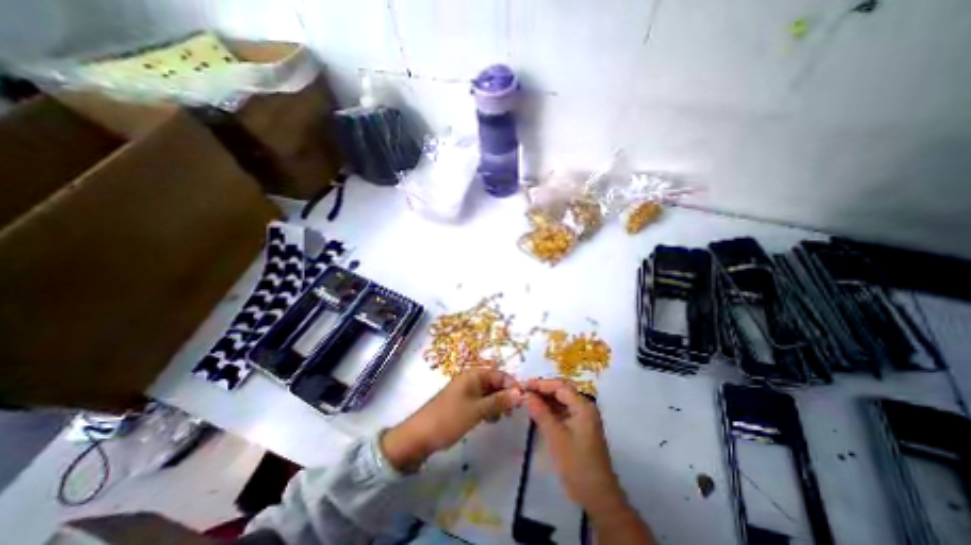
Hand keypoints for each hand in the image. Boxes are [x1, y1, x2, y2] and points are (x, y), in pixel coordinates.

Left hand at [386, 371, 527, 471]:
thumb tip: (520, 393)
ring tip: (500, 418)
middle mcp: (470, 380)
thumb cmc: (450, 418)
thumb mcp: (477, 410)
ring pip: (489, 394)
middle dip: (505, 395)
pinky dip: (488, 409)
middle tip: (511, 412)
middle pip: (494, 383)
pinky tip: (489, 420)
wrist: (420, 436)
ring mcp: (466, 392)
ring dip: (497, 403)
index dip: (511, 385)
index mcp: (473, 375)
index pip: (499, 374)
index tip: (522, 401)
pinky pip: (481, 402)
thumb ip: (499, 401)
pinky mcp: (462, 403)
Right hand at [527, 376, 625, 517]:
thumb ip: (540, 412)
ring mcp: (582, 418)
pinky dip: (549, 411)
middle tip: (523, 392)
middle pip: (561, 391)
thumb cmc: (576, 464)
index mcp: (583, 406)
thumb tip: (526, 395)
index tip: (523, 385)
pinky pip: (562, 412)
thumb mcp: (555, 436)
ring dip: (545, 400)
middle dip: (542, 390)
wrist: (597, 497)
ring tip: (527, 400)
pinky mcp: (579, 428)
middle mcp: (584, 407)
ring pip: (561, 401)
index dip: (541, 384)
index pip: (560, 386)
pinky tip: (537, 412)